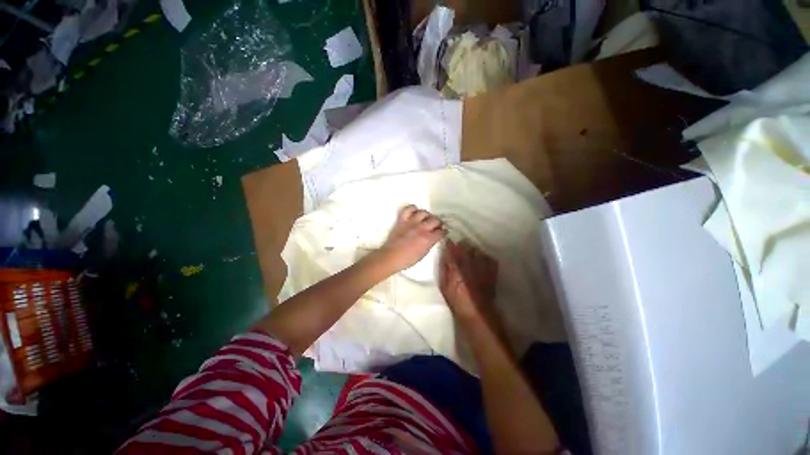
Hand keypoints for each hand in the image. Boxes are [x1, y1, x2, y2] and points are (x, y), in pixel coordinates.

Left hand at [375, 205, 445, 273]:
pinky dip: (413, 208)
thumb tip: (432, 238)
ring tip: (426, 219)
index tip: (442, 232)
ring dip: (427, 215)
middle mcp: (422, 228)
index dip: (443, 232)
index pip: (441, 232)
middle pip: (435, 220)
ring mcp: (412, 222)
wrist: (391, 257)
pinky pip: (409, 209)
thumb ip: (430, 244)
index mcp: (428, 239)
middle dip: (438, 223)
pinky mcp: (402, 220)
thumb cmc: (408, 259)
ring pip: (424, 212)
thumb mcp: (423, 254)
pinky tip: (415, 212)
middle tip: (436, 226)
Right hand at [440, 240, 498, 321]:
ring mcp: (482, 268)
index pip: (452, 250)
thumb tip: (445, 256)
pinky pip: (489, 259)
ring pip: (477, 250)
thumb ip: (445, 269)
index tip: (447, 242)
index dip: (450, 244)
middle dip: (461, 246)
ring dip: (472, 250)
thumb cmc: (457, 301)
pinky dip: (484, 257)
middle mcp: (470, 264)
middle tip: (458, 248)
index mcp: (456, 268)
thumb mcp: (445, 286)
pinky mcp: (491, 272)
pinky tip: (481, 260)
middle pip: (466, 247)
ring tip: (469, 254)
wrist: (477, 314)